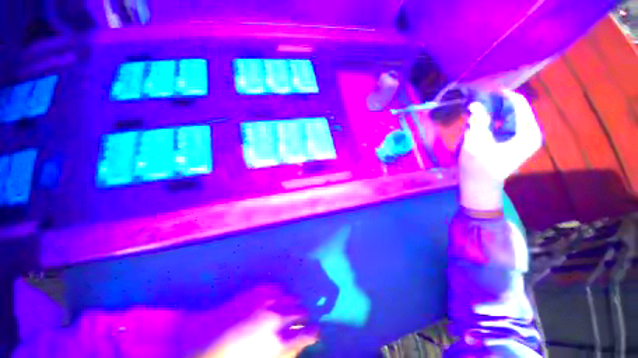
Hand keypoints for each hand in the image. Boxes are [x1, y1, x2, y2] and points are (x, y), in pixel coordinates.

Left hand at [189, 285, 317, 357]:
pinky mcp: (256, 292)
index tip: (316, 331)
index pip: (308, 334)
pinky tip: (278, 295)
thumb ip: (285, 352)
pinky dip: (280, 292)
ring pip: (290, 297)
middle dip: (305, 315)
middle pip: (301, 311)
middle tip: (304, 317)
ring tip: (292, 305)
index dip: (314, 332)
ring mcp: (266, 303)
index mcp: (279, 344)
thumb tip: (298, 345)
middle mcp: (277, 320)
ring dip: (294, 302)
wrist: (203, 346)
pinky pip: (275, 287)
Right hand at [459, 89, 541, 210]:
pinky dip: (491, 119)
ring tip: (473, 111)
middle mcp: (529, 131)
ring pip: (508, 113)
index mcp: (526, 132)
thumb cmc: (478, 168)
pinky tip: (478, 122)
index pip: (518, 103)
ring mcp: (523, 135)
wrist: (480, 186)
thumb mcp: (476, 144)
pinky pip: (504, 121)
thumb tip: (475, 103)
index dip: (499, 94)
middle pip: (513, 107)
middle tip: (473, 101)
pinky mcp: (514, 139)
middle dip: (493, 102)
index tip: (480, 90)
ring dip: (491, 110)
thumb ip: (477, 122)